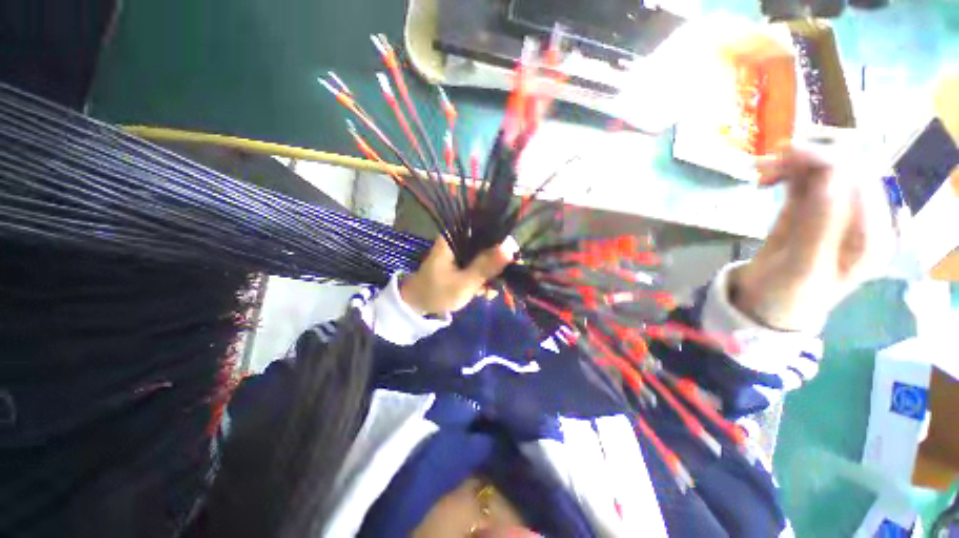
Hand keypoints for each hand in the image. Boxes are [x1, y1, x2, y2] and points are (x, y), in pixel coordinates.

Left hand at [401, 237, 517, 315]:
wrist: (418, 306)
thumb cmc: (437, 292)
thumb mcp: (464, 282)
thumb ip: (486, 265)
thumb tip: (511, 246)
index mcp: (454, 237)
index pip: (483, 225)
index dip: (501, 235)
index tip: (513, 252)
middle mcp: (458, 240)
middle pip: (487, 241)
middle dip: (497, 261)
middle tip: (501, 280)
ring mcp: (460, 252)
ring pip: (485, 255)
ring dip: (491, 272)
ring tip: (489, 292)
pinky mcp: (462, 262)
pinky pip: (480, 264)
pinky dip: (484, 277)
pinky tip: (485, 292)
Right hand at [731, 140, 895, 330]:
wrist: (769, 302)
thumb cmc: (788, 294)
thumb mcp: (803, 268)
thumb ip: (820, 226)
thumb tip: (828, 176)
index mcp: (871, 236)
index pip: (860, 181)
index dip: (827, 160)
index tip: (783, 156)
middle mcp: (862, 218)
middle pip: (846, 169)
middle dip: (809, 158)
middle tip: (765, 164)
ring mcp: (839, 212)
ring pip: (826, 170)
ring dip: (795, 164)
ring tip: (761, 172)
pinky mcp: (816, 209)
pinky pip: (809, 180)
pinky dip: (789, 172)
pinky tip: (767, 179)